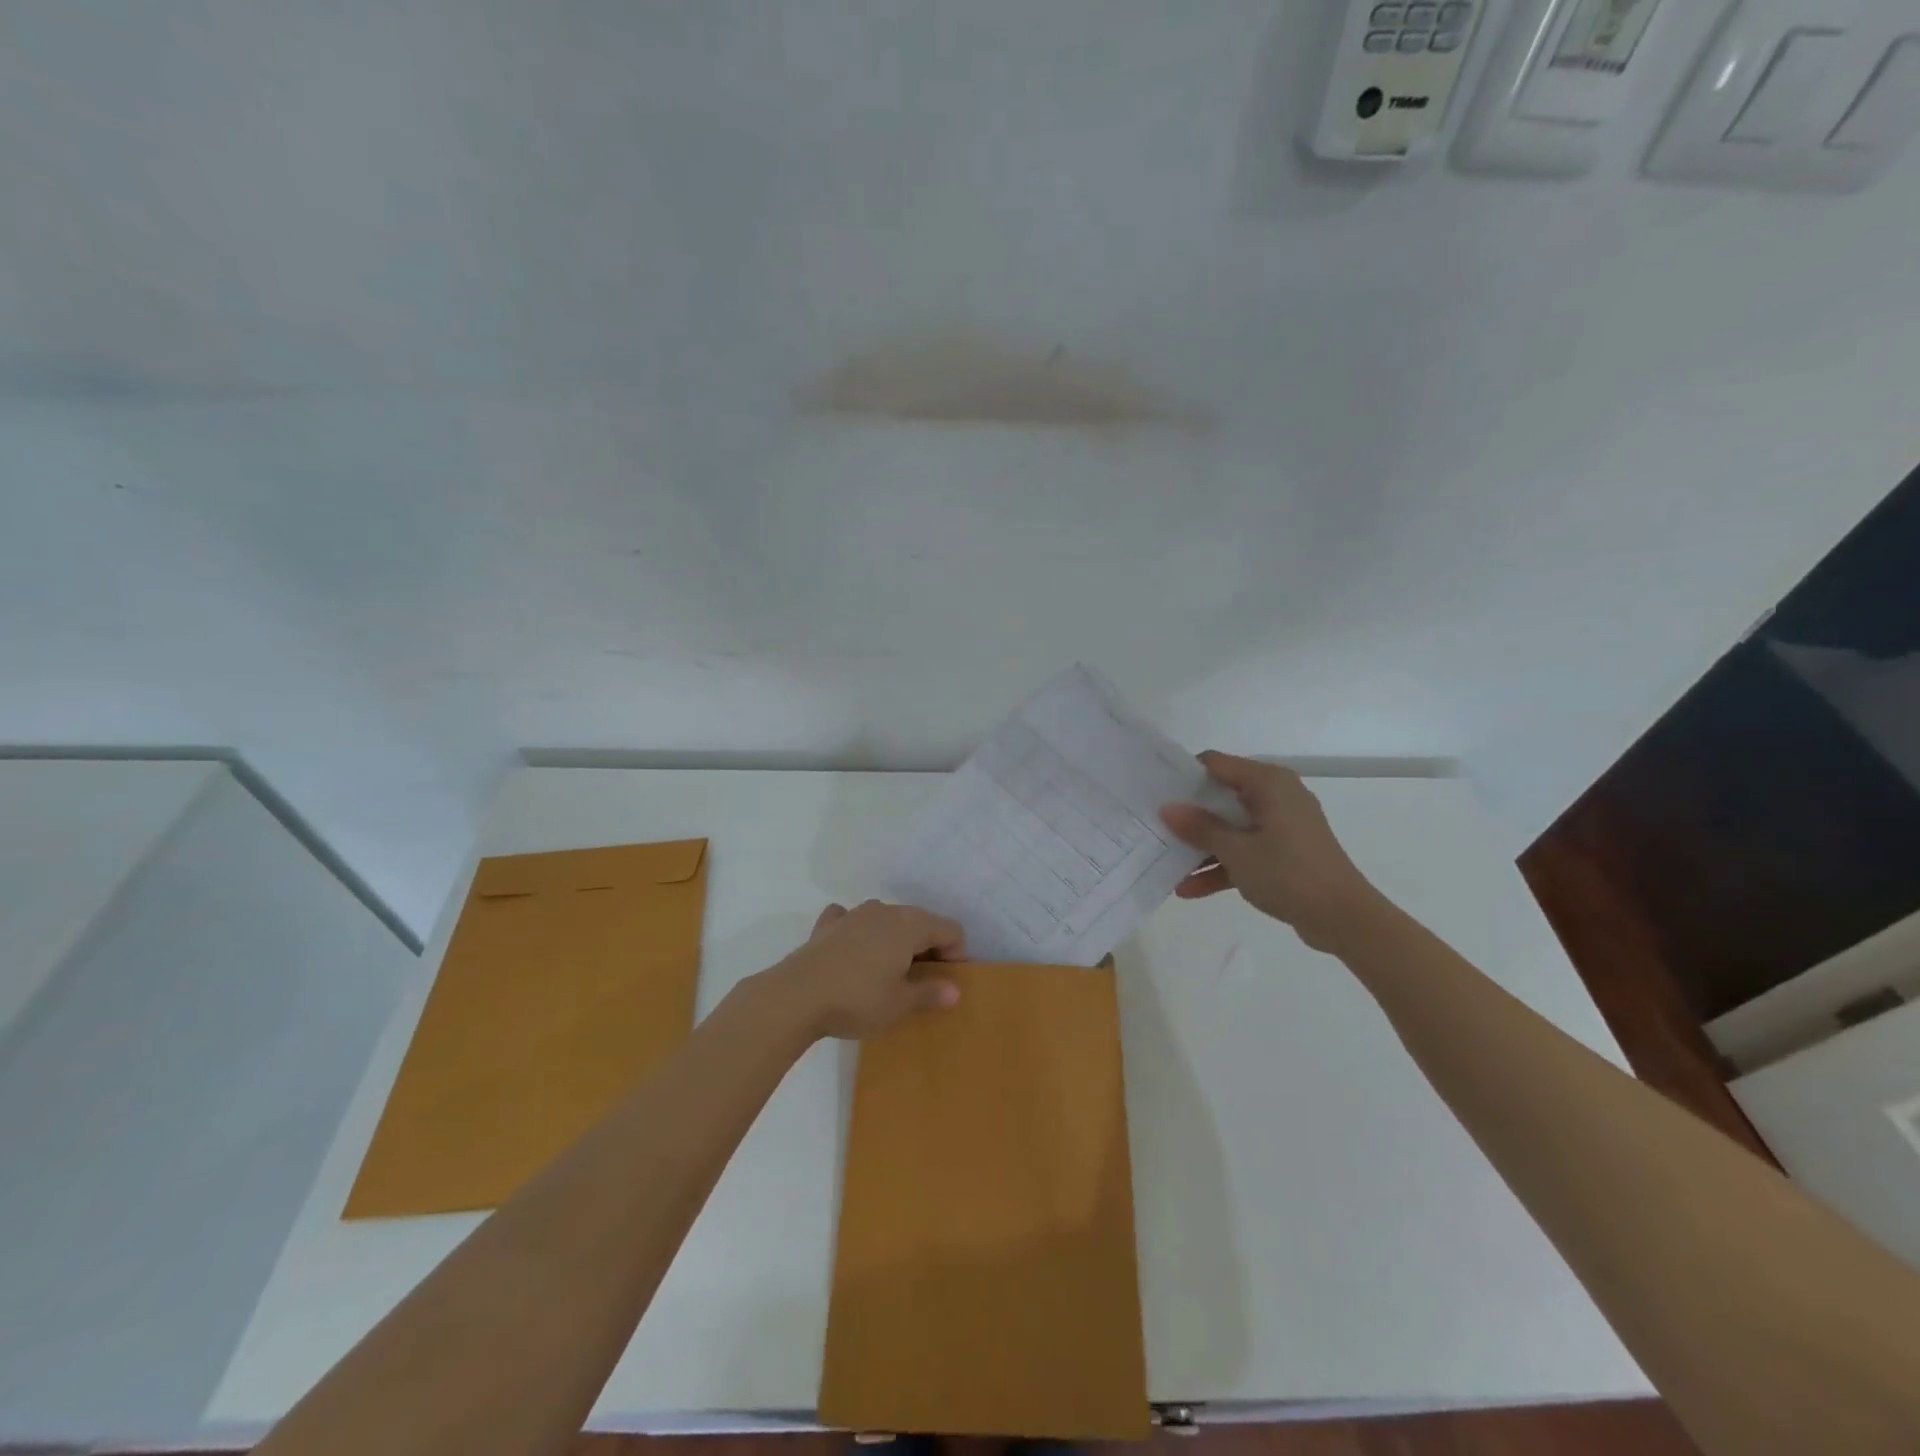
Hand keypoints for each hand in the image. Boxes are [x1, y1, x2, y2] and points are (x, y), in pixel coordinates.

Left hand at [767, 900, 964, 1041]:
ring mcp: (854, 914)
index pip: (950, 929)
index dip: (955, 955)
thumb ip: (930, 993)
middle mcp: (885, 911)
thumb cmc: (857, 999)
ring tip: (886, 972)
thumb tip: (954, 990)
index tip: (943, 984)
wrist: (796, 996)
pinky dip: (858, 933)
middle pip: (920, 921)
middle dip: (927, 947)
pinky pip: (852, 920)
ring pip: (887, 919)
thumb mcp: (900, 1004)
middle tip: (919, 982)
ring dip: (894, 939)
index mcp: (910, 925)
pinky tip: (851, 952)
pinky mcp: (827, 924)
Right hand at [1160, 752, 1380, 952]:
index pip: (1216, 764)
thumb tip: (1166, 808)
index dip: (1184, 775)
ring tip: (1165, 864)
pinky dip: (1221, 866)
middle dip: (1188, 816)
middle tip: (1153, 826)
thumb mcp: (1236, 851)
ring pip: (1230, 828)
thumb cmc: (1289, 873)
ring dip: (1201, 848)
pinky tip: (1188, 889)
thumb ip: (1199, 827)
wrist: (1343, 919)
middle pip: (1221, 797)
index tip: (1154, 791)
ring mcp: (1281, 827)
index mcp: (1269, 783)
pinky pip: (1244, 852)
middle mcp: (1276, 797)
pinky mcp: (1284, 854)